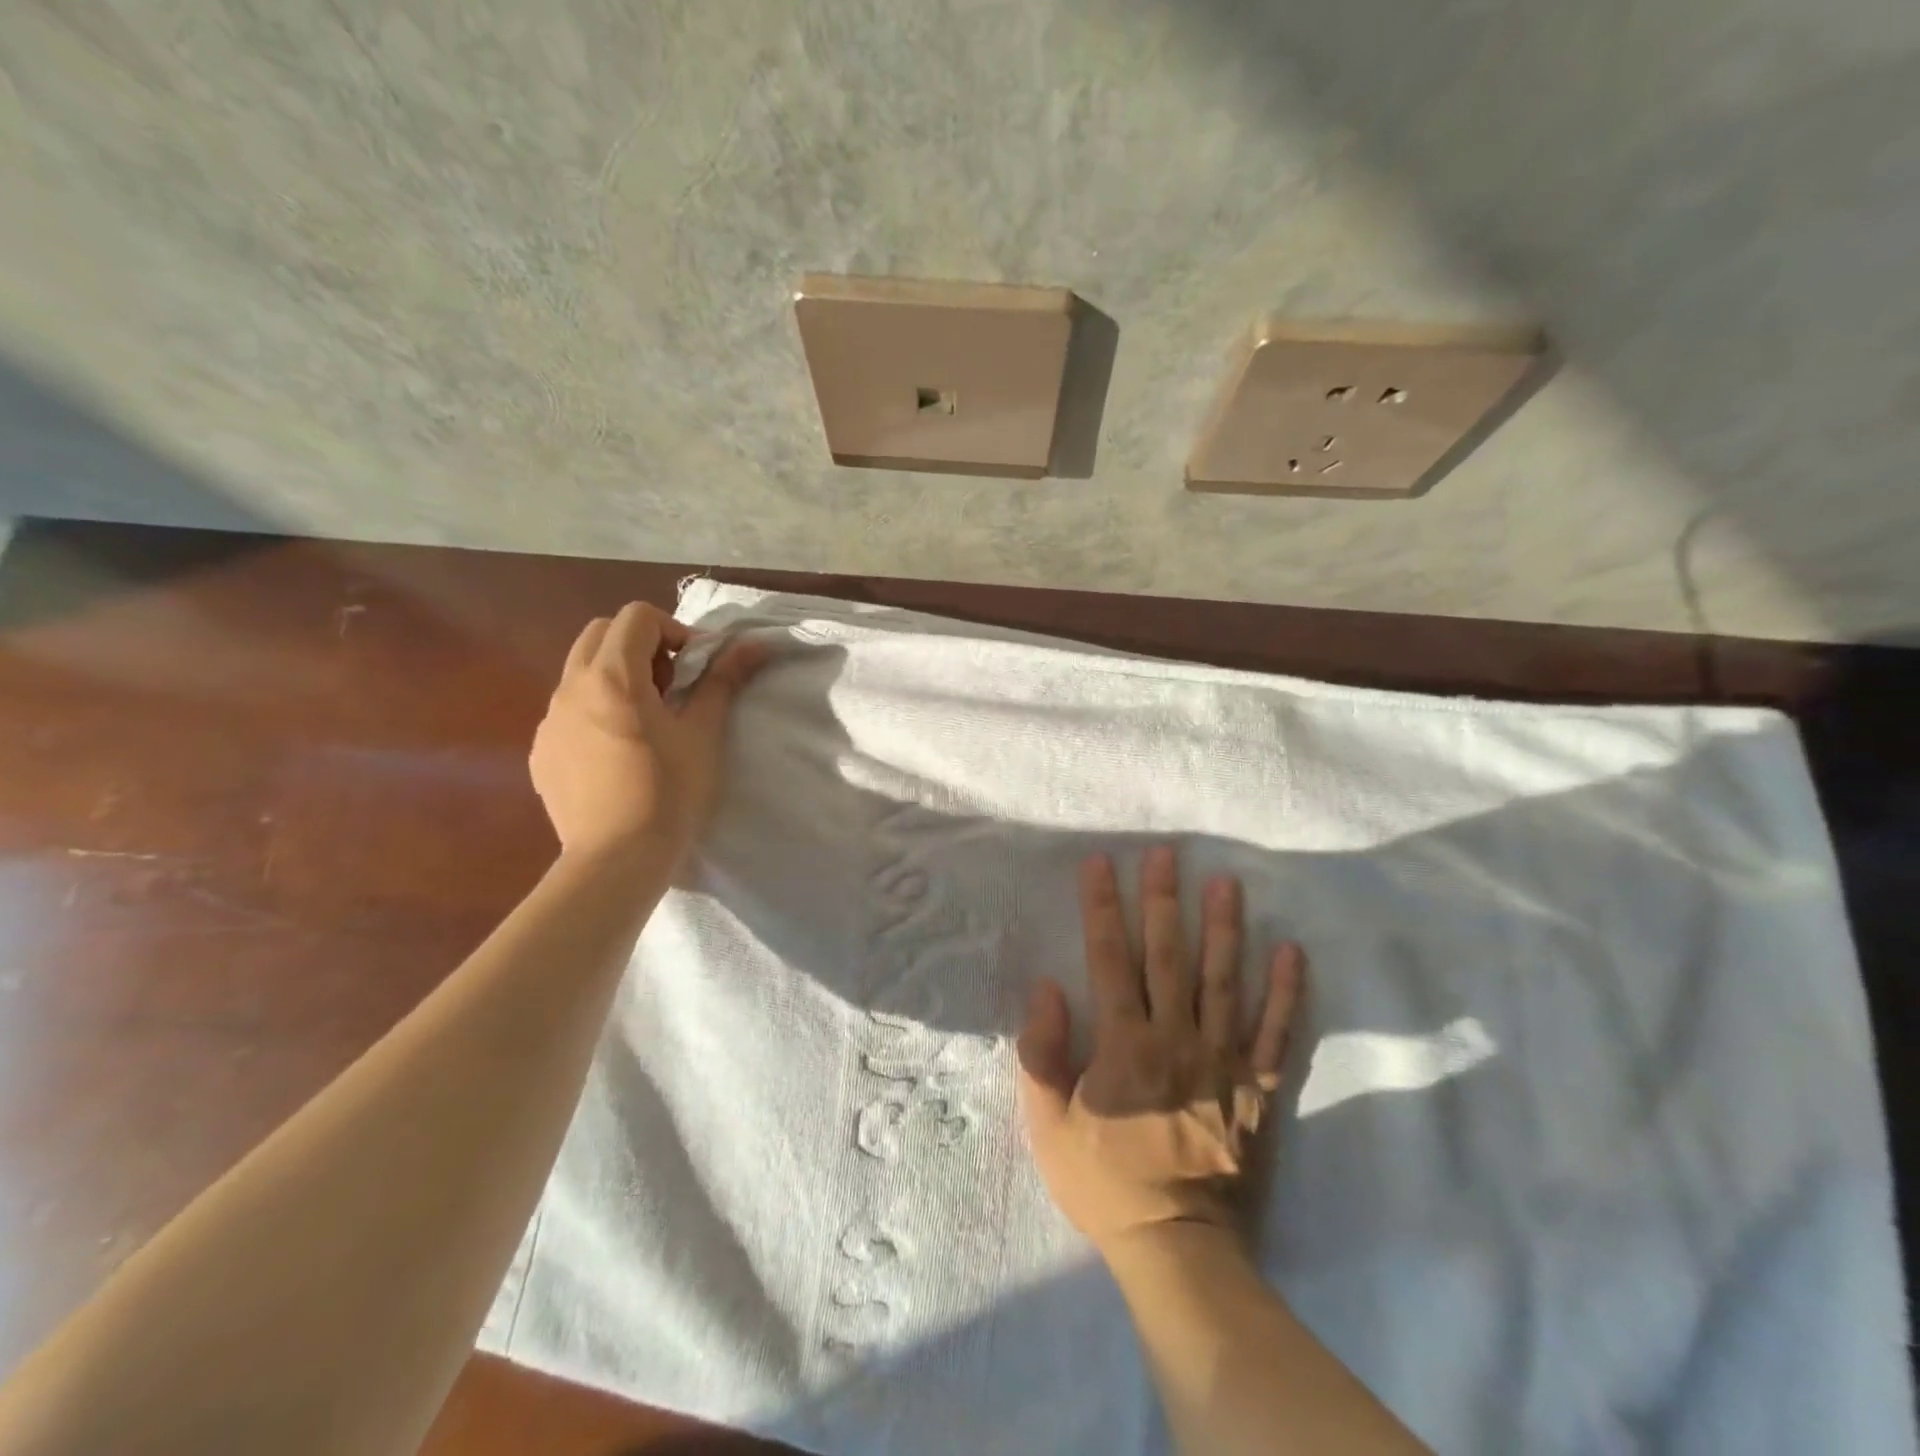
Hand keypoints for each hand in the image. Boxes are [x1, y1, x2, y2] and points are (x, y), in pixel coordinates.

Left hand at [530, 602, 766, 861]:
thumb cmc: (669, 792)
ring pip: (581, 672)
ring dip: (617, 677)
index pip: (636, 617)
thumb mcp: (704, 734)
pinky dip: (596, 710)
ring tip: (647, 721)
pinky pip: (568, 710)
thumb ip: (724, 681)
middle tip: (671, 686)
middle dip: (641, 646)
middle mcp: (571, 688)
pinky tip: (619, 753)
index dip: (674, 631)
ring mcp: (550, 721)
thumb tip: (753, 644)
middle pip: (601, 633)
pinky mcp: (542, 752)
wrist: (617, 859)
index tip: (696, 668)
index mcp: (612, 677)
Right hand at [1017, 846, 1303, 1254]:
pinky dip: (1285, 991)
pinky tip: (1291, 951)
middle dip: (1163, 900)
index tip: (1101, 863)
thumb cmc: (1104, 1182)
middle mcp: (1175, 1038)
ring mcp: (1221, 1060)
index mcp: (1123, 1044)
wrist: (1179, 1246)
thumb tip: (1047, 986)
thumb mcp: (1049, 1124)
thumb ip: (1042, 1053)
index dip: (1103, 908)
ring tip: (1226, 882)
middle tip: (1166, 853)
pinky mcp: (1256, 1087)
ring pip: (1224, 981)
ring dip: (1224, 928)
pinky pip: (1273, 1032)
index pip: (1110, 959)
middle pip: (1168, 956)